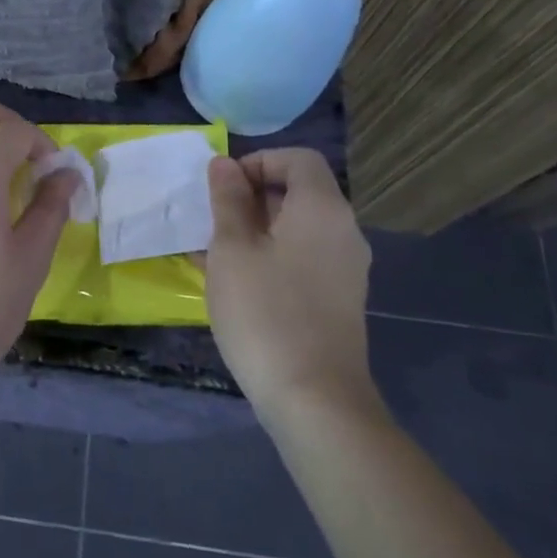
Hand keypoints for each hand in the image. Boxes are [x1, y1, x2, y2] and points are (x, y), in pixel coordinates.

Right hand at [204, 149, 377, 419]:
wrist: (314, 399)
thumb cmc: (265, 312)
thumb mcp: (232, 249)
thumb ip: (228, 200)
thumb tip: (224, 164)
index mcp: (322, 209)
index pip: (297, 159)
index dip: (257, 161)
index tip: (222, 188)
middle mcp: (343, 231)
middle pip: (298, 192)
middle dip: (250, 198)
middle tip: (211, 222)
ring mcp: (345, 268)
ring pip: (296, 229)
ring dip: (255, 230)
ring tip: (212, 253)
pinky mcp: (338, 299)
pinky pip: (302, 259)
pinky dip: (270, 256)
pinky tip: (234, 282)